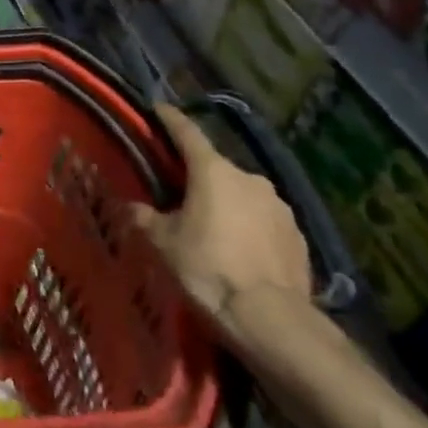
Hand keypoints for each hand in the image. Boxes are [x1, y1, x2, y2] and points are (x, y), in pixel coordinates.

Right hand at [136, 104, 312, 339]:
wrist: (271, 318)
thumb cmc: (208, 269)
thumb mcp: (164, 244)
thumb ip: (145, 219)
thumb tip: (130, 206)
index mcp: (213, 172)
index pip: (187, 133)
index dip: (170, 119)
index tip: (158, 108)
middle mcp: (249, 178)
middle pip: (216, 168)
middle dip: (198, 177)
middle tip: (179, 194)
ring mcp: (279, 206)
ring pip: (243, 195)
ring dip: (227, 204)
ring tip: (212, 229)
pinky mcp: (297, 234)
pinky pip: (264, 221)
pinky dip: (249, 227)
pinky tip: (240, 252)